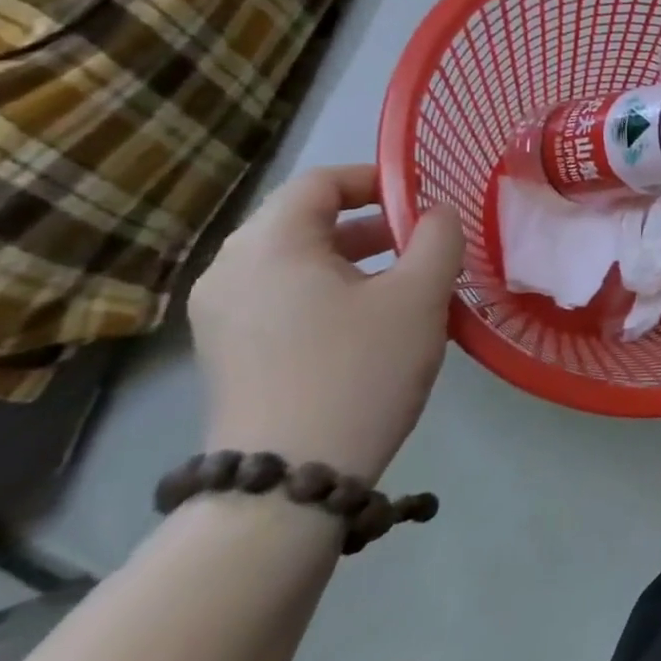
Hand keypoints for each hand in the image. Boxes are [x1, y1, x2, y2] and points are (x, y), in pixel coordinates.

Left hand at [190, 165, 463, 482]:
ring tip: (407, 282)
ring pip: (296, 260)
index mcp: (268, 245)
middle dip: (371, 222)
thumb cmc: (359, 370)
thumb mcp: (420, 295)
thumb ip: (438, 238)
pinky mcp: (228, 352)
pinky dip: (329, 290)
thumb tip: (438, 213)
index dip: (377, 179)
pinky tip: (371, 321)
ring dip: (354, 258)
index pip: (320, 181)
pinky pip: (283, 296)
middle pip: (304, 219)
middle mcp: (230, 270)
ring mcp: (221, 315)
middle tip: (423, 242)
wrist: (288, 481)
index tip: (426, 198)